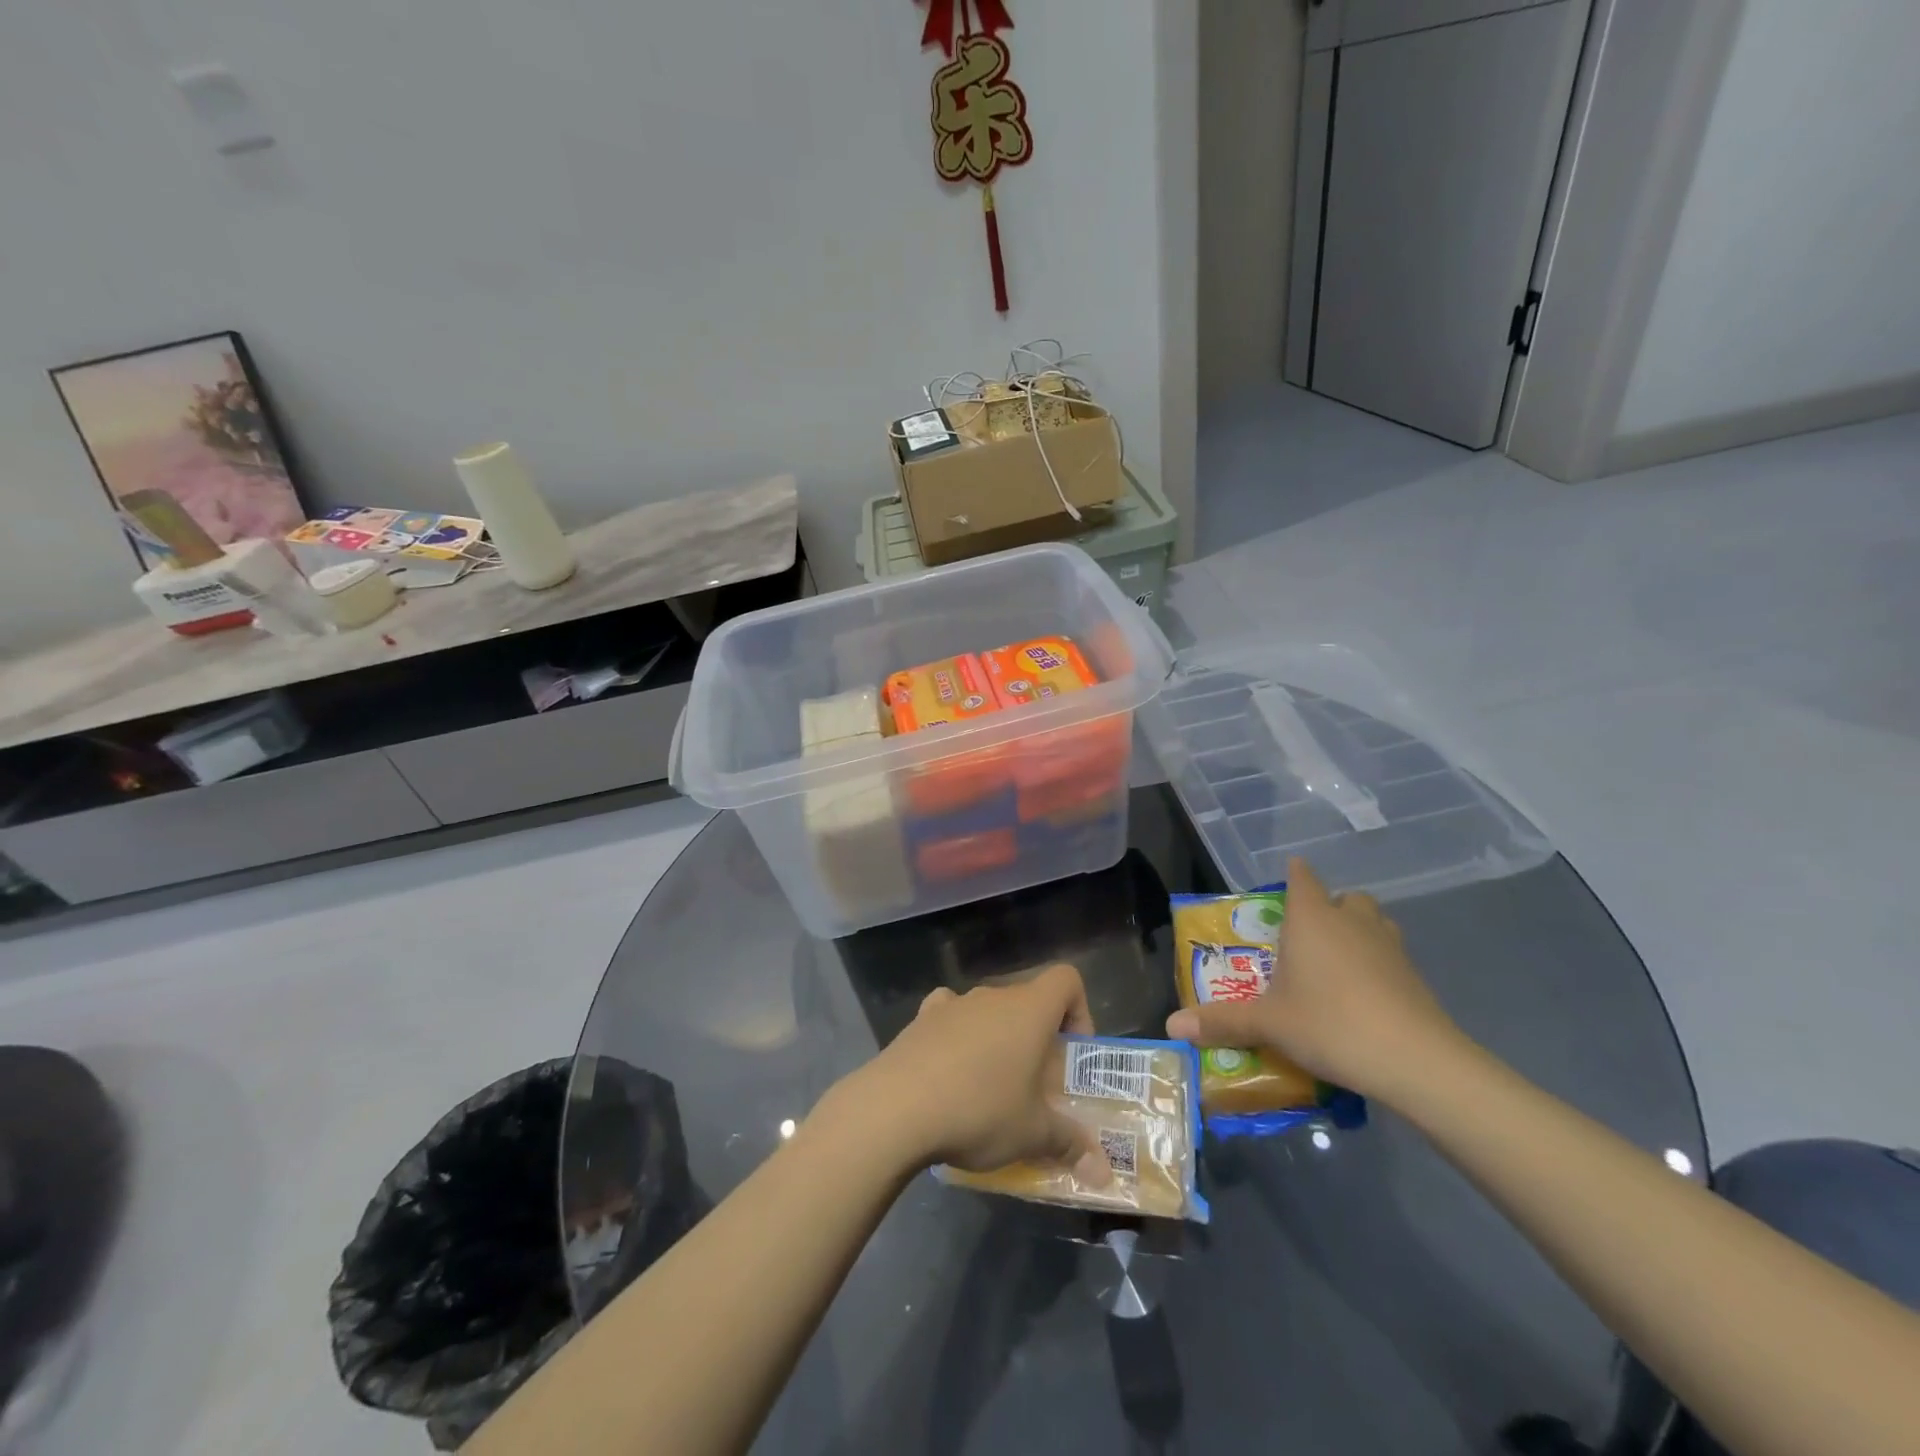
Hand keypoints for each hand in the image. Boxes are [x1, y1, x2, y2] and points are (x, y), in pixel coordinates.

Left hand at [847, 964, 1111, 1182]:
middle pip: (1027, 1001)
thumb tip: (1104, 1173)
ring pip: (988, 1012)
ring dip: (996, 1039)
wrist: (896, 1107)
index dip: (1079, 1010)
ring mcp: (953, 1003)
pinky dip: (956, 1037)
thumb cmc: (979, 1110)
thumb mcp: (1032, 1134)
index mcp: (1029, 1009)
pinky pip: (949, 1017)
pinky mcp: (920, 1019)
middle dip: (1036, 1039)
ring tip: (990, 1087)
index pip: (1066, 979)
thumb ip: (1070, 1145)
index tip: (1071, 1053)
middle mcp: (992, 996)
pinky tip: (949, 1071)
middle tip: (1035, 1087)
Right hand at [1165, 858, 1467, 1105]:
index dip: (1293, 875)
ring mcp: (1389, 946)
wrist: (1417, 1061)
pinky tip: (1363, 997)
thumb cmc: (1330, 1023)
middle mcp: (1351, 921)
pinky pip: (1390, 955)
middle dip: (1327, 908)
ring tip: (1334, 965)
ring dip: (1356, 933)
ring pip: (1372, 923)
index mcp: (1311, 918)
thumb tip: (1171, 1025)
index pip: (1301, 877)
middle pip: (1343, 897)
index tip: (1283, 883)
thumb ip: (1222, 1021)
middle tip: (1304, 936)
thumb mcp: (1268, 1024)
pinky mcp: (1414, 976)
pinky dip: (1376, 965)